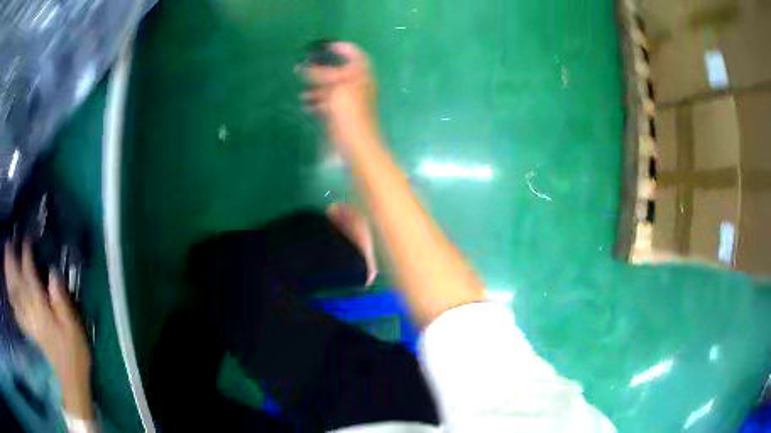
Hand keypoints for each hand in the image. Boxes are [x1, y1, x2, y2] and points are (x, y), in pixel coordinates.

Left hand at [4, 241, 93, 419]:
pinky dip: (11, 297)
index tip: (27, 239)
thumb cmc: (74, 353)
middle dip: (11, 261)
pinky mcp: (28, 331)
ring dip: (8, 276)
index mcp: (41, 309)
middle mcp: (30, 312)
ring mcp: (28, 322)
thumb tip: (53, 271)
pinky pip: (16, 311)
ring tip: (5, 259)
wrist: (71, 381)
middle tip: (8, 242)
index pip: (29, 276)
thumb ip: (61, 300)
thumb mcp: (73, 327)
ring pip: (13, 295)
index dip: (26, 255)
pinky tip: (9, 289)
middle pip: (16, 283)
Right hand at [300, 42, 378, 153]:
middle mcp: (357, 84)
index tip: (324, 47)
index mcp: (361, 74)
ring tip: (301, 92)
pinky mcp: (342, 114)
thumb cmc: (349, 111)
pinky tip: (305, 105)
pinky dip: (317, 101)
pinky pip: (328, 103)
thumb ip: (318, 74)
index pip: (354, 54)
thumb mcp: (335, 88)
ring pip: (331, 88)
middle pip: (339, 71)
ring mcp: (350, 100)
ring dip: (316, 87)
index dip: (341, 48)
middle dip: (321, 70)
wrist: (356, 143)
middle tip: (304, 68)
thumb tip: (300, 66)